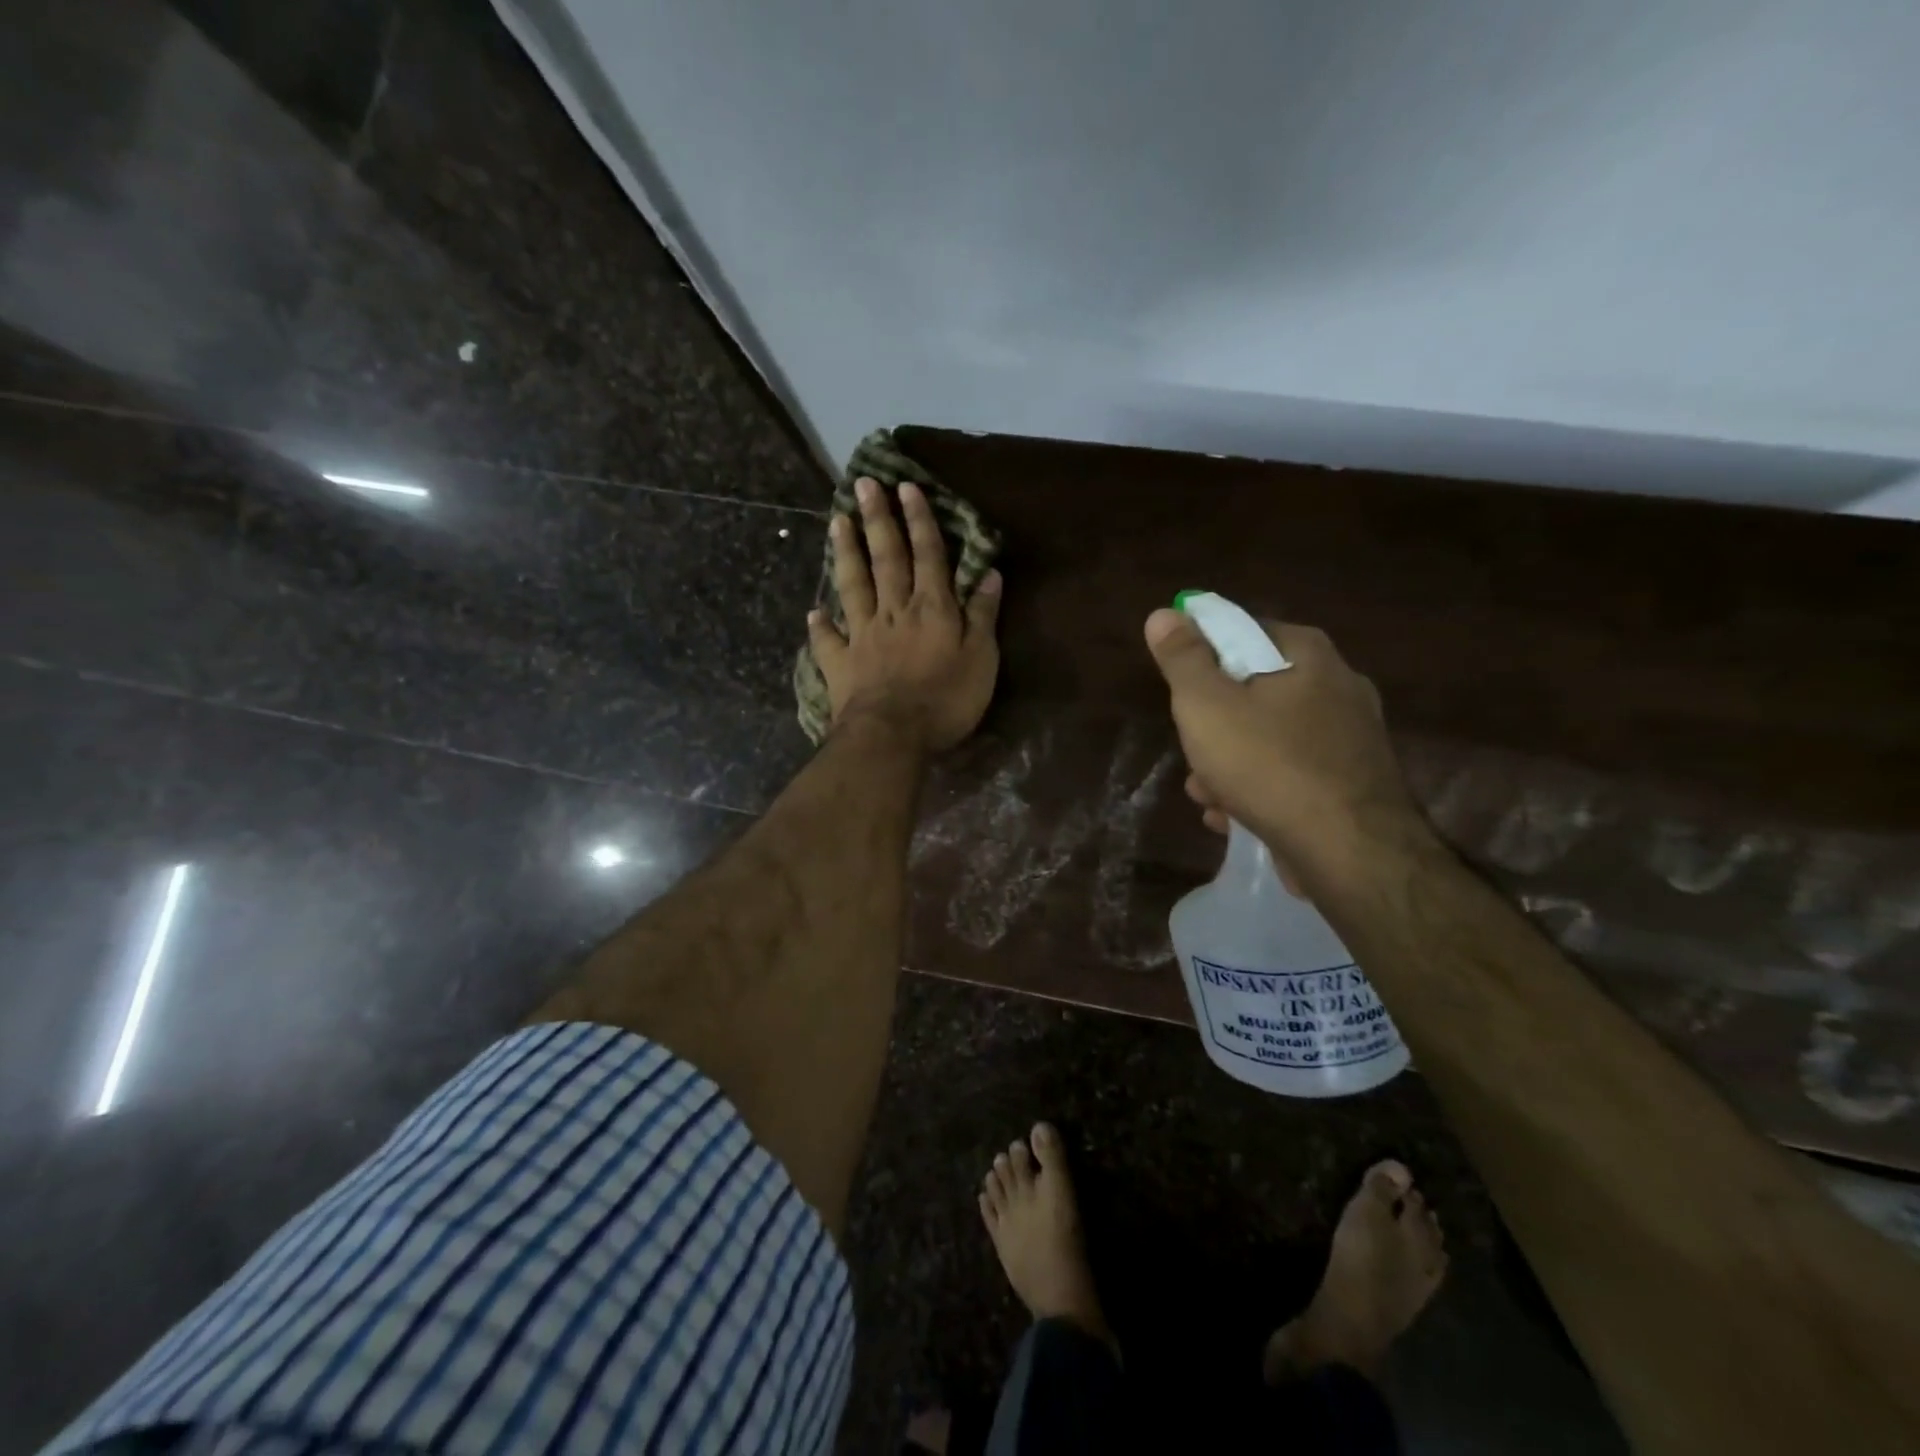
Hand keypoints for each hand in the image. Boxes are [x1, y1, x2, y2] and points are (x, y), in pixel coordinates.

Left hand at [810, 477, 1002, 752]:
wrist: (893, 736)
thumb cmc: (945, 700)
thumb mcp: (982, 659)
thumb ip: (983, 616)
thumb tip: (989, 573)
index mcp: (931, 608)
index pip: (928, 555)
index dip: (919, 520)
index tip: (907, 487)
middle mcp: (894, 611)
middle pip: (885, 559)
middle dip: (877, 520)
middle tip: (863, 484)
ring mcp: (862, 635)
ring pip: (853, 585)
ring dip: (846, 553)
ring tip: (836, 521)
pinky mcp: (840, 664)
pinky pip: (828, 640)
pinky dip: (820, 626)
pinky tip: (812, 612)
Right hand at [1143, 608, 1428, 872]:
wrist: (1350, 852)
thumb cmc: (1268, 765)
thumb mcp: (1206, 705)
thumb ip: (1182, 658)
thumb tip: (1165, 613)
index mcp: (1307, 654)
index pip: (1242, 629)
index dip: (1202, 655)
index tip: (1181, 691)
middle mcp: (1338, 685)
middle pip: (1253, 690)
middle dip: (1213, 725)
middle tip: (1193, 751)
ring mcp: (1351, 737)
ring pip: (1269, 737)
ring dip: (1229, 765)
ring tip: (1208, 797)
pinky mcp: (1353, 782)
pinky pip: (1292, 773)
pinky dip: (1260, 789)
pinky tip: (1236, 817)